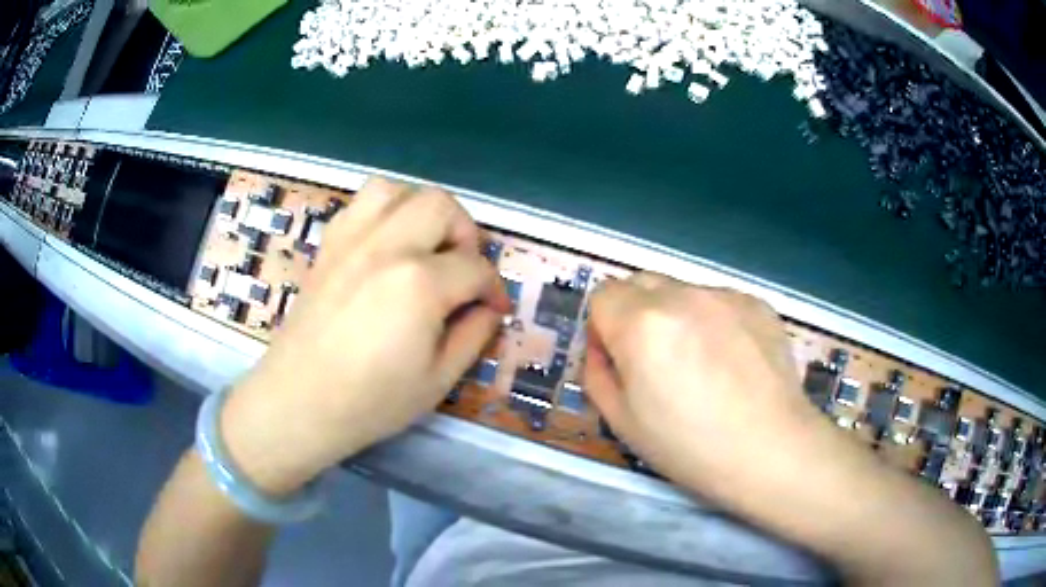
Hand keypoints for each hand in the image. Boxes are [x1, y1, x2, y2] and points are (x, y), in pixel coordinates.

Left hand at [220, 178, 510, 495]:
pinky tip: (387, 245)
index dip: (494, 289)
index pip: (476, 268)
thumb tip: (488, 309)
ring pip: (398, 190)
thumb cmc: (371, 401)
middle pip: (442, 206)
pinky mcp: (329, 244)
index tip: (495, 308)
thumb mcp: (438, 380)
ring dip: (422, 211)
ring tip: (426, 245)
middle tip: (464, 270)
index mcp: (419, 284)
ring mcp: (351, 239)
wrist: (300, 401)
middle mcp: (386, 246)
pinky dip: (385, 211)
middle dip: (466, 234)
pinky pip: (361, 203)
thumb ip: (474, 336)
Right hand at [583, 272, 822, 496]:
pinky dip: (713, 321)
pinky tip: (732, 361)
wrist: (771, 450)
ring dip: (676, 316)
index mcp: (641, 324)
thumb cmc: (690, 447)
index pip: (603, 295)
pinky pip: (719, 301)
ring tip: (701, 362)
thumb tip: (603, 348)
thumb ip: (597, 373)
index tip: (618, 359)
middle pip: (640, 283)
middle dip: (634, 313)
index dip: (603, 327)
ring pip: (682, 292)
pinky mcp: (757, 303)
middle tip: (654, 359)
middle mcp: (682, 296)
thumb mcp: (622, 422)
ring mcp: (725, 296)